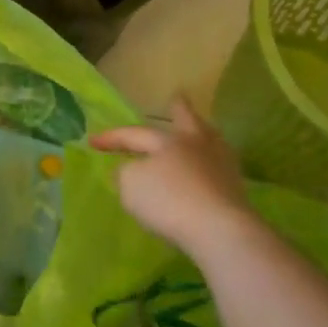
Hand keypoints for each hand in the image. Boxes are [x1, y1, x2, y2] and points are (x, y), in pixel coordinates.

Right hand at [91, 99, 255, 259]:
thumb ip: (125, 174)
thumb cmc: (169, 202)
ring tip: (198, 132)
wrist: (220, 230)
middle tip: (177, 96)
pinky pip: (218, 167)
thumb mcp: (131, 186)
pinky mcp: (236, 189)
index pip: (134, 133)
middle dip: (179, 109)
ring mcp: (220, 165)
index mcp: (167, 140)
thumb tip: (130, 170)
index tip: (92, 141)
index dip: (112, 137)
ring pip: (209, 140)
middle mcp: (195, 144)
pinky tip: (207, 170)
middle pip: (187, 120)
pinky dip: (210, 164)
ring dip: (201, 133)